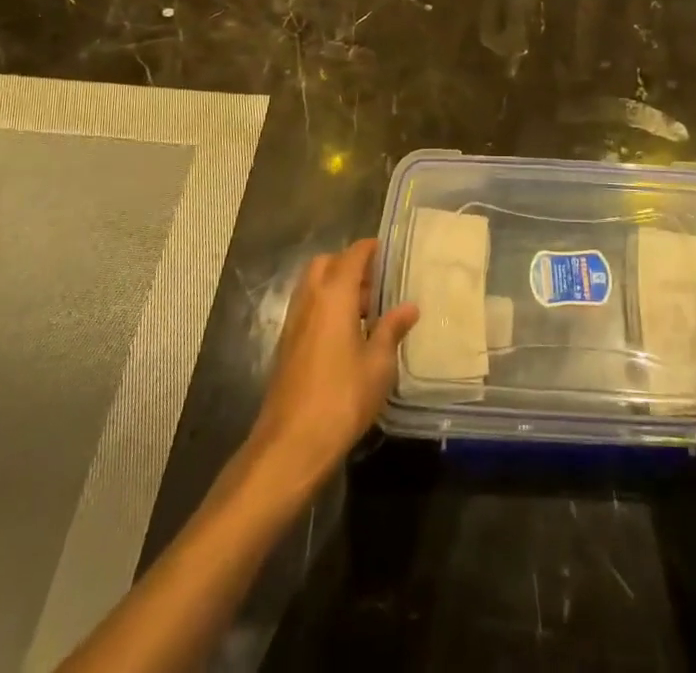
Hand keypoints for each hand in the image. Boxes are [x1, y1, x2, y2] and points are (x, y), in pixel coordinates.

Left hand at [247, 239, 418, 494]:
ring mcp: (293, 323)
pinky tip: (345, 335)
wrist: (290, 446)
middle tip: (376, 284)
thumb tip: (409, 307)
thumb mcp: (378, 365)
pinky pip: (307, 309)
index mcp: (334, 295)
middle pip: (326, 264)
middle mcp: (309, 300)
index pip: (352, 255)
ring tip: (365, 311)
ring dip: (335, 287)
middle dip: (349, 265)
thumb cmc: (342, 398)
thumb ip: (392, 330)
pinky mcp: (285, 346)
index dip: (370, 249)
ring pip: (312, 286)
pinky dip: (324, 308)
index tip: (389, 252)